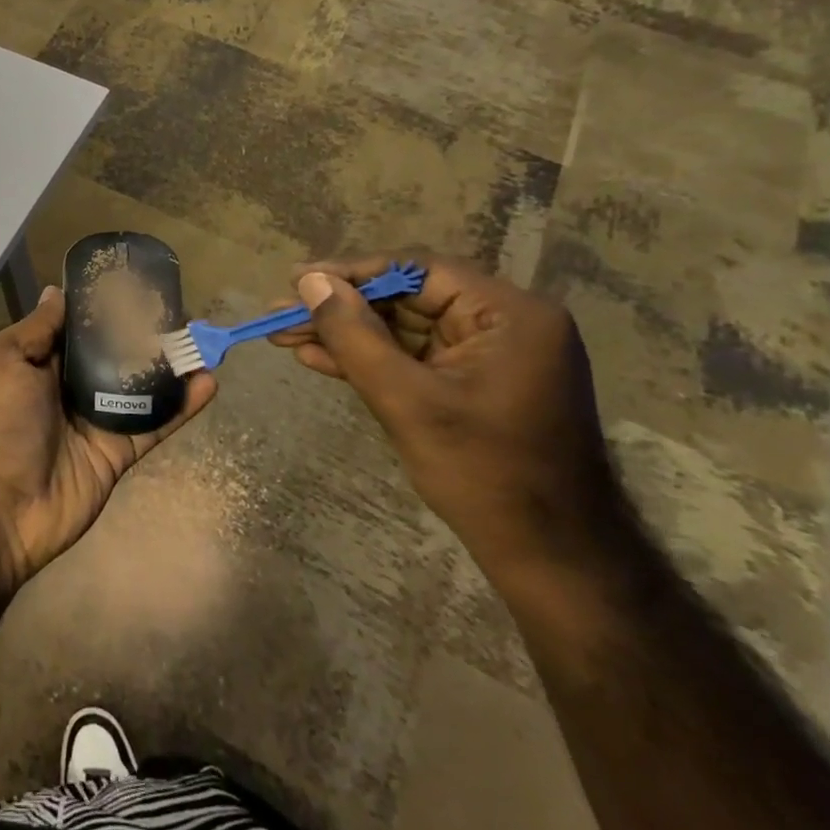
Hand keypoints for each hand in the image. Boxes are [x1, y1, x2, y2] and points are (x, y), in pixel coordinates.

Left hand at [0, 285, 215, 591]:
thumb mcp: (2, 360)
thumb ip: (37, 328)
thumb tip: (57, 291)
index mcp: (37, 361)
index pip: (75, 325)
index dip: (101, 305)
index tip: (134, 282)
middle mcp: (67, 386)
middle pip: (112, 352)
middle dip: (141, 331)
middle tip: (178, 308)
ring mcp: (95, 420)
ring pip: (139, 385)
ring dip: (168, 364)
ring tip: (200, 338)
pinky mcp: (118, 451)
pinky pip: (154, 423)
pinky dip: (182, 405)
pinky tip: (208, 381)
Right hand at [270, 252, 627, 583]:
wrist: (549, 557)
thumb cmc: (484, 474)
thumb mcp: (406, 400)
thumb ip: (354, 335)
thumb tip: (308, 281)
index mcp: (509, 314)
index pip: (417, 272)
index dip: (351, 273)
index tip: (296, 281)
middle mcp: (505, 322)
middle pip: (406, 298)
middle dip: (341, 308)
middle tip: (281, 314)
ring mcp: (489, 354)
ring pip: (402, 328)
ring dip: (346, 335)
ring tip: (285, 335)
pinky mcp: (473, 382)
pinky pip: (413, 356)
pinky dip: (369, 359)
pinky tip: (317, 358)